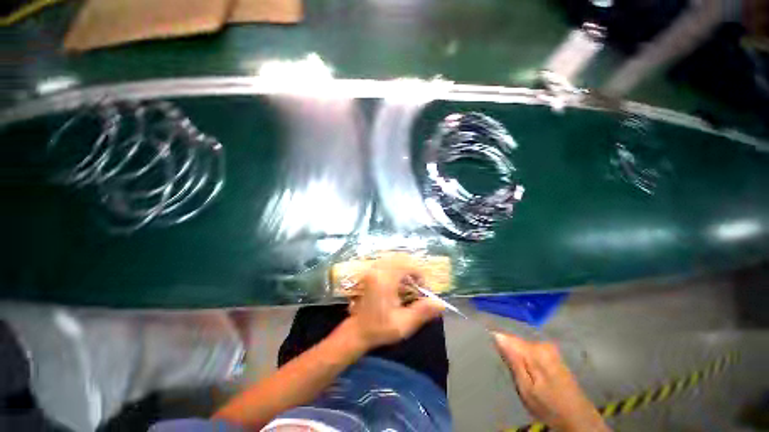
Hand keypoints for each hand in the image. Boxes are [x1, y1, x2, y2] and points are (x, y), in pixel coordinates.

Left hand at [346, 255, 444, 350]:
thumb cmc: (379, 329)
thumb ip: (422, 312)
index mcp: (384, 281)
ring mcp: (372, 269)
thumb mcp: (403, 325)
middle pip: (401, 258)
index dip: (419, 273)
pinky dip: (397, 268)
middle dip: (413, 269)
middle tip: (417, 285)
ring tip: (408, 284)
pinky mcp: (370, 271)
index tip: (422, 288)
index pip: (407, 265)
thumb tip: (441, 303)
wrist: (357, 330)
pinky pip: (387, 262)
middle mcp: (377, 270)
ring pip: (394, 258)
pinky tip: (398, 282)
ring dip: (405, 268)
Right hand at [494, 333, 609, 431]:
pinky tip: (526, 370)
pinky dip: (526, 358)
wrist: (579, 419)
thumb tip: (497, 336)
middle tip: (505, 368)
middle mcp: (543, 344)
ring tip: (514, 371)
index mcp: (535, 351)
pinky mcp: (553, 355)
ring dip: (517, 355)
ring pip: (523, 346)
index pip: (507, 337)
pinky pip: (531, 351)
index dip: (497, 342)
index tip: (489, 350)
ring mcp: (550, 349)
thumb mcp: (526, 388)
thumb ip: (513, 361)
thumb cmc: (549, 407)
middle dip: (508, 351)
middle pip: (516, 342)